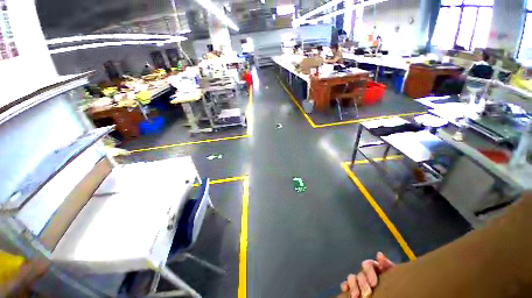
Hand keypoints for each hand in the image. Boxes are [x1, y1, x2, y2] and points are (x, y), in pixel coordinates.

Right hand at [340, 252, 394, 297]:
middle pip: (360, 273)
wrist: (394, 292)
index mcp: (375, 268)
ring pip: (352, 278)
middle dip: (362, 283)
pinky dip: (345, 285)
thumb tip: (379, 254)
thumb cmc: (394, 282)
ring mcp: (358, 280)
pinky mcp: (353, 286)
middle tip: (367, 293)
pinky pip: (346, 283)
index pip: (368, 264)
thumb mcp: (394, 273)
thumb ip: (387, 265)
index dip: (369, 272)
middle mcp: (365, 273)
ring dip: (353, 285)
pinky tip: (346, 289)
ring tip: (356, 295)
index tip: (374, 284)